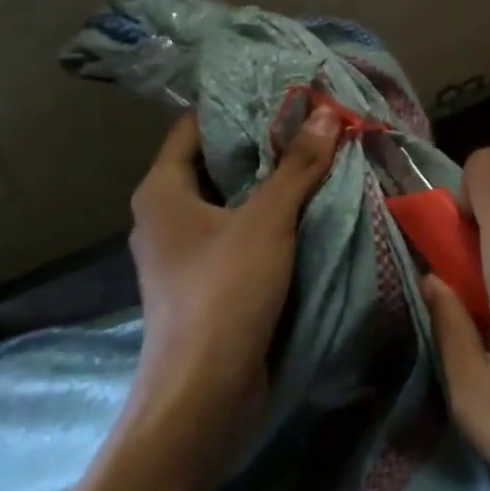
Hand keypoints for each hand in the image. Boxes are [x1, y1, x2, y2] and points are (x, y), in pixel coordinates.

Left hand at [128, 107, 340, 457]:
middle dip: (264, 141)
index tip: (283, 88)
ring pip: (232, 197)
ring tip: (320, 151)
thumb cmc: (223, 295)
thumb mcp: (266, 221)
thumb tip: (327, 113)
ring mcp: (186, 249)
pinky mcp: (207, 279)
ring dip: (272, 179)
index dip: (238, 103)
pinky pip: (240, 229)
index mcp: (162, 190)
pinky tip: (310, 202)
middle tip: (313, 117)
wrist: (201, 401)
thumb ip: (297, 165)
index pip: (196, 125)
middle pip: (218, 160)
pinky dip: (271, 214)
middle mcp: (167, 214)